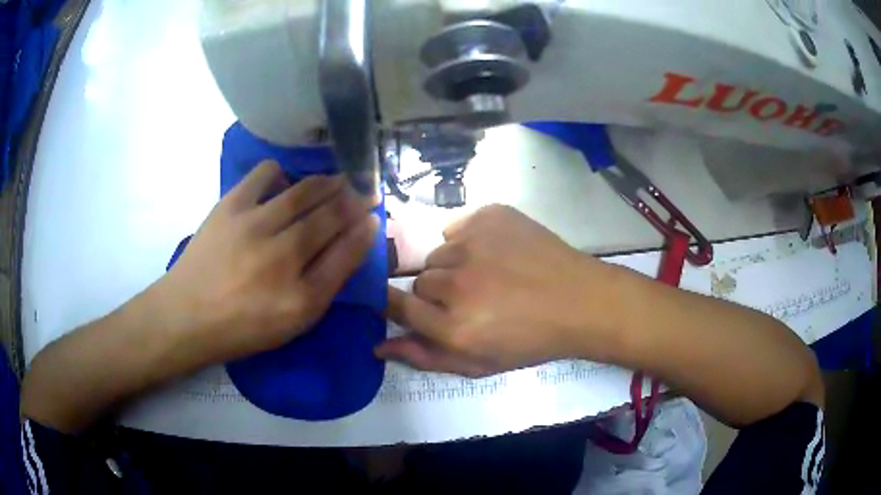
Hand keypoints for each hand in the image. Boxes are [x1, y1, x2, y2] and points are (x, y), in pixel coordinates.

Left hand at [158, 161, 377, 365]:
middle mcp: (282, 255)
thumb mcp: (294, 321)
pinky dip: (282, 172)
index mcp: (301, 295)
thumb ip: (327, 282)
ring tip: (338, 180)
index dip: (365, 229)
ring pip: (304, 191)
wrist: (187, 315)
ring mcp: (254, 225)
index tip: (375, 214)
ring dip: (329, 182)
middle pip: (330, 215)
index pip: (347, 251)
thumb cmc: (243, 326)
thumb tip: (354, 240)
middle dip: (354, 199)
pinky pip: (264, 174)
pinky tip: (285, 182)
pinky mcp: (230, 206)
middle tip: (366, 189)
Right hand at [376, 204, 620, 376]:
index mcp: (453, 326)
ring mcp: (473, 244)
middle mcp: (456, 283)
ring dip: (455, 265)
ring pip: (439, 253)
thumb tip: (378, 345)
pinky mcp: (489, 216)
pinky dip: (469, 239)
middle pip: (420, 280)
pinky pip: (457, 226)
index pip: (395, 305)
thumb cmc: (530, 341)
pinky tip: (496, 251)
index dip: (393, 302)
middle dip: (438, 292)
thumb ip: (425, 356)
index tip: (401, 302)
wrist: (579, 301)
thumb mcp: (478, 364)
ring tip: (489, 274)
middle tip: (472, 298)